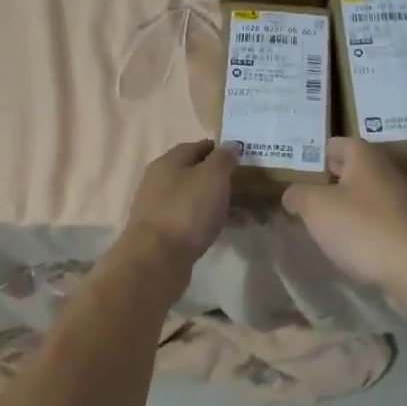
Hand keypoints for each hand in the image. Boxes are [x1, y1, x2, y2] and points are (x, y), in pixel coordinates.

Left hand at [124, 139, 240, 265]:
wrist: (157, 259)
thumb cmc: (187, 210)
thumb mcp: (212, 176)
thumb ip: (223, 158)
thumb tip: (230, 146)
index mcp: (168, 162)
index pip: (198, 147)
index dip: (220, 150)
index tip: (243, 158)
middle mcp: (160, 181)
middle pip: (196, 174)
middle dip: (222, 179)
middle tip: (249, 187)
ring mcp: (160, 209)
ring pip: (196, 199)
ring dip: (220, 202)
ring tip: (246, 213)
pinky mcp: (165, 234)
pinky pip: (193, 220)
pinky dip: (211, 221)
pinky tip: (228, 229)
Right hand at [282, 138, 406, 297]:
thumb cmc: (363, 228)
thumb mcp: (317, 208)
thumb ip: (298, 195)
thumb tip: (292, 194)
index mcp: (365, 157)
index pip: (337, 143)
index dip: (316, 154)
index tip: (297, 170)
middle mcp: (387, 172)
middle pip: (353, 168)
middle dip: (330, 180)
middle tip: (304, 195)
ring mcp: (402, 202)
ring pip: (366, 195)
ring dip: (346, 205)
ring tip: (322, 222)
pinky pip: (378, 220)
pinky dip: (362, 226)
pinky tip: (349, 243)